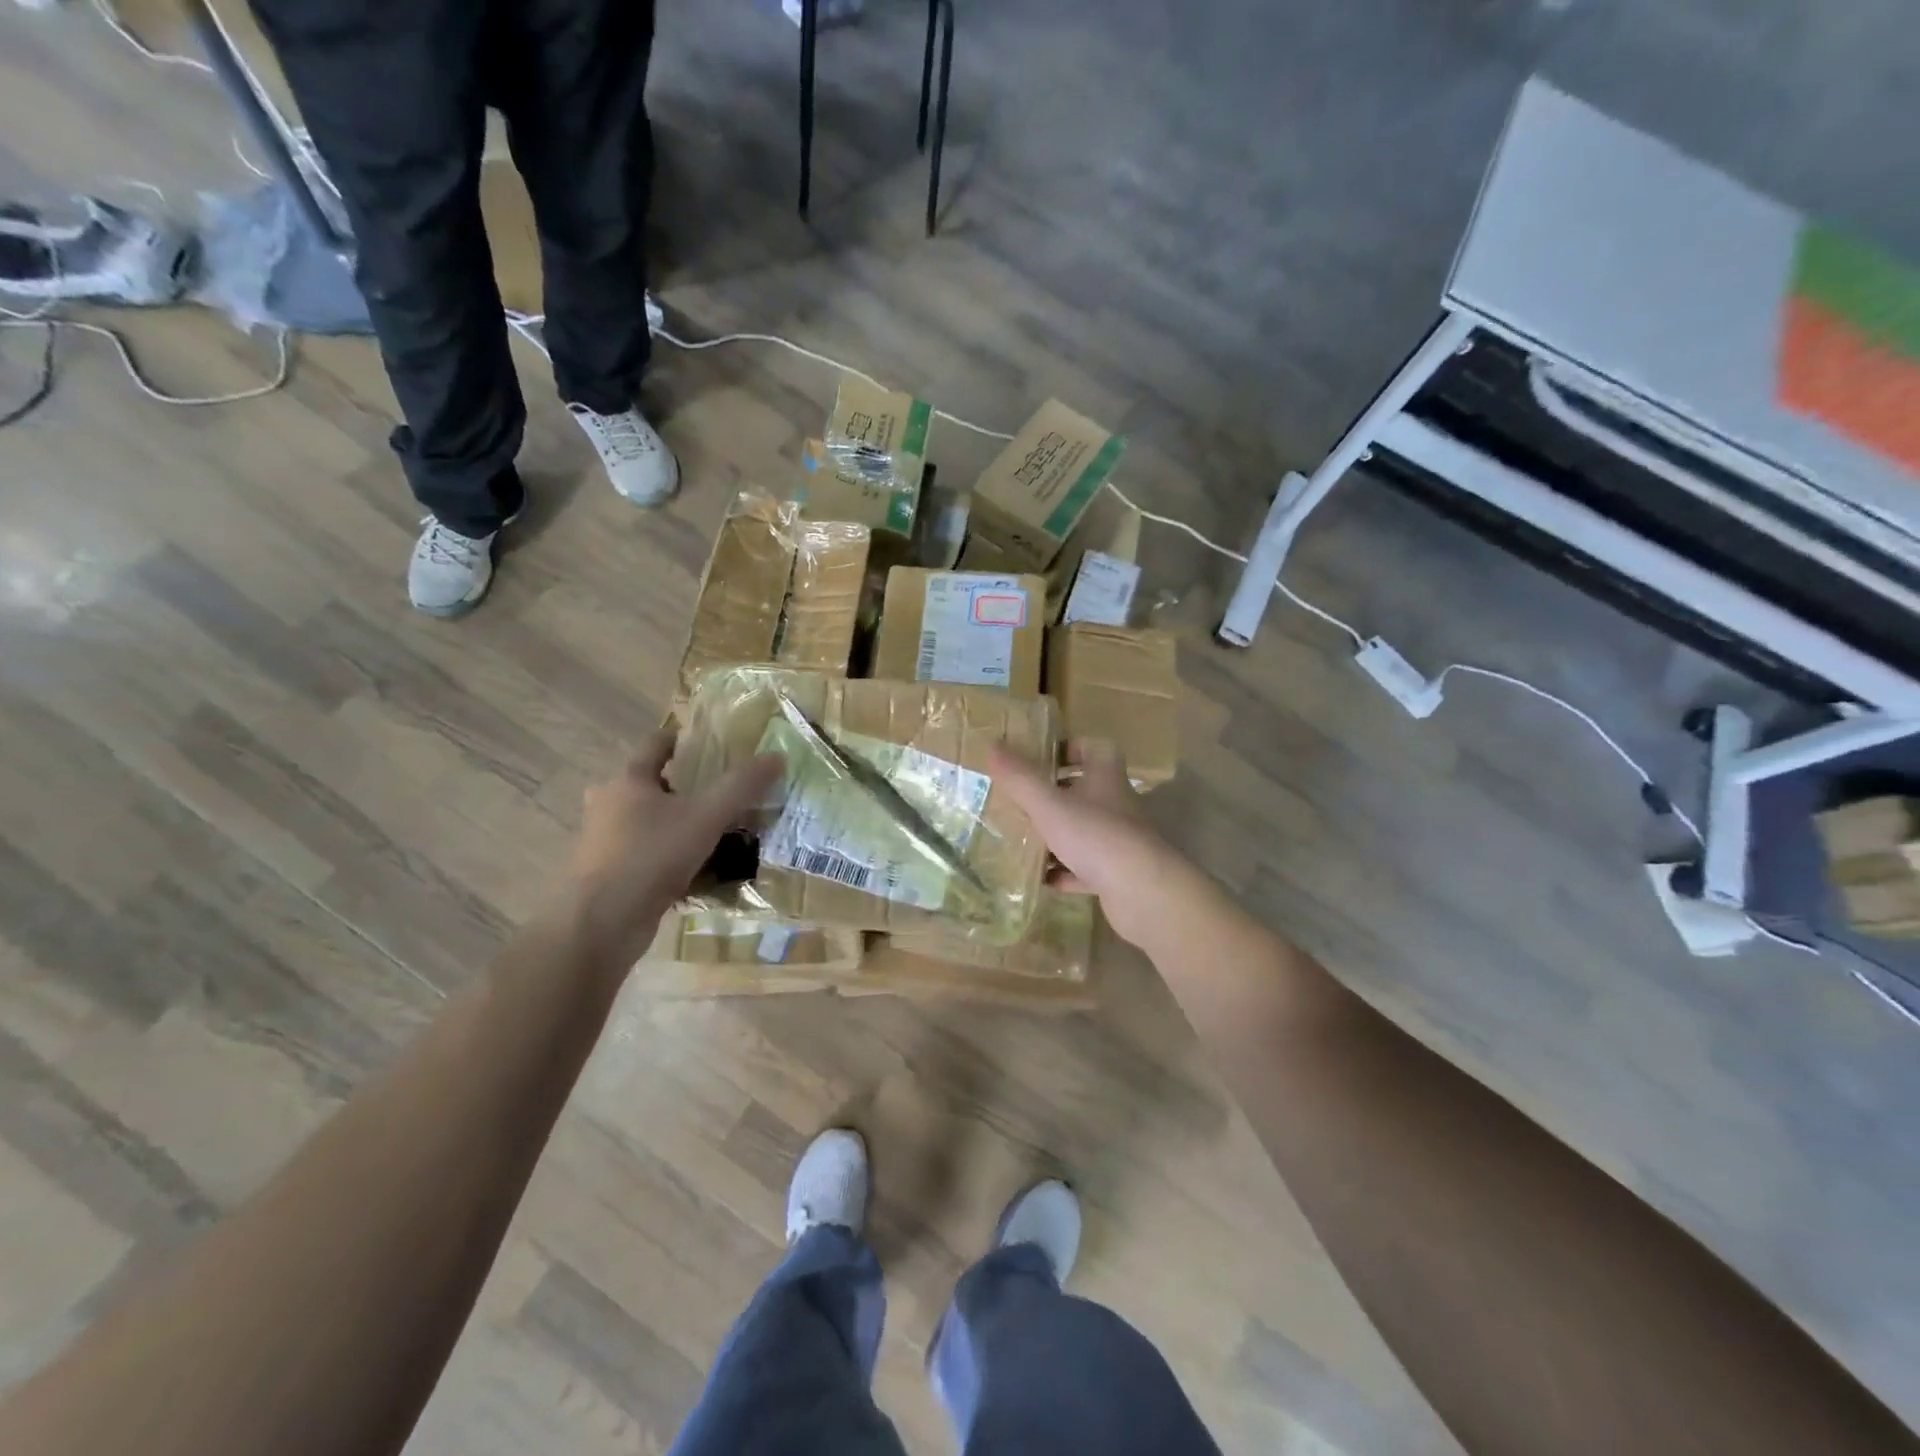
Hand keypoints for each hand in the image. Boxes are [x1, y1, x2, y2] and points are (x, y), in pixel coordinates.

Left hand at [561, 731, 781, 968]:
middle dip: (685, 786)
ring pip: (650, 823)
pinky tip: (703, 871)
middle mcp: (609, 805)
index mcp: (627, 781)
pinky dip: (673, 858)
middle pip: (652, 784)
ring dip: (679, 824)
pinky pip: (650, 856)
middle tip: (722, 792)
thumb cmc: (649, 857)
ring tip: (720, 832)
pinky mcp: (611, 876)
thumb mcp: (705, 816)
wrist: (600, 925)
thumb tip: (776, 756)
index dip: (684, 739)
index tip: (713, 742)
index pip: (656, 744)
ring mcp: (606, 843)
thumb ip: (741, 786)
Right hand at [991, 738, 1192, 950]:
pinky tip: (1040, 878)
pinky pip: (1084, 867)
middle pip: (1085, 790)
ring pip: (1083, 830)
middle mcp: (1115, 804)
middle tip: (1020, 800)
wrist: (1142, 892)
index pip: (1094, 748)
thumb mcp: (1049, 803)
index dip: (1069, 748)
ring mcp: (1118, 840)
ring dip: (1056, 834)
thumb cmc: (1095, 835)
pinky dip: (1063, 871)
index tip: (1041, 757)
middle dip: (1053, 793)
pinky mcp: (1116, 873)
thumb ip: (1020, 777)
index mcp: (1105, 777)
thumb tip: (992, 744)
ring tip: (1021, 838)